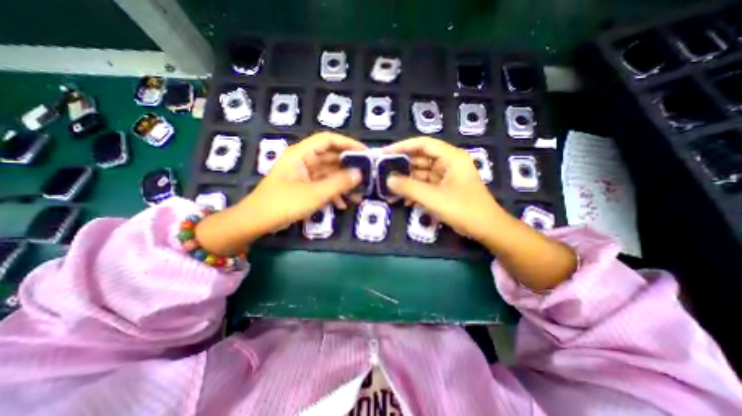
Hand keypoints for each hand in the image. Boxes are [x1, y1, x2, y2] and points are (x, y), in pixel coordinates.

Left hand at [193, 131, 363, 253]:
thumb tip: (360, 174)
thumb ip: (339, 183)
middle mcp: (304, 161)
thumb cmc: (283, 204)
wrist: (256, 223)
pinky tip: (343, 204)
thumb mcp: (314, 194)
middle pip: (331, 157)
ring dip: (344, 183)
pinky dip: (334, 193)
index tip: (366, 153)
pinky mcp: (304, 187)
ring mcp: (304, 175)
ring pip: (329, 174)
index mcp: (301, 154)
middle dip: (349, 167)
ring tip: (359, 194)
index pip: (328, 140)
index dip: (348, 143)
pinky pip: (323, 185)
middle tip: (367, 176)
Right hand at [386, 136, 574, 289]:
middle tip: (384, 173)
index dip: (403, 146)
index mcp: (451, 157)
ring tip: (390, 188)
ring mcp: (447, 176)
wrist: (486, 229)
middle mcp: (449, 163)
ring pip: (422, 173)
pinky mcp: (445, 189)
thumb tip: (388, 180)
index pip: (423, 144)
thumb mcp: (433, 198)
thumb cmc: (463, 209)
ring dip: (408, 181)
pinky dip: (416, 191)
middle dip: (403, 167)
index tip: (385, 153)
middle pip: (421, 159)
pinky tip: (405, 200)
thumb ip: (409, 187)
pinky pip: (426, 185)